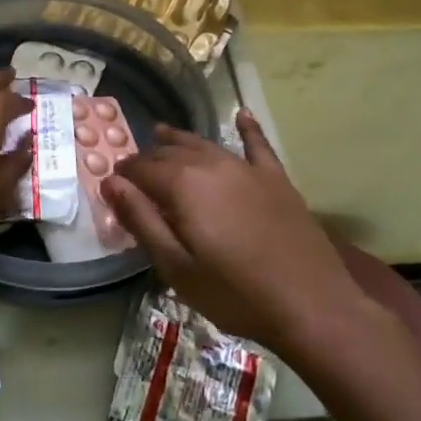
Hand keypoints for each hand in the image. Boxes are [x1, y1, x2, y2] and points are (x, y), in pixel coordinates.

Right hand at [103, 111, 397, 356]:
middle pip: (170, 153)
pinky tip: (241, 115)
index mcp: (183, 185)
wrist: (311, 305)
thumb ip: (141, 220)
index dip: (122, 174)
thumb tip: (110, 182)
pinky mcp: (277, 180)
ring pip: (205, 145)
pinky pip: (257, 146)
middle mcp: (213, 165)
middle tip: (134, 171)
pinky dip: (247, 129)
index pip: (141, 168)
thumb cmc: (234, 293)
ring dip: (180, 140)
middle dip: (148, 159)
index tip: (111, 184)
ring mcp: (248, 169)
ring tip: (161, 133)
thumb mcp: (175, 266)